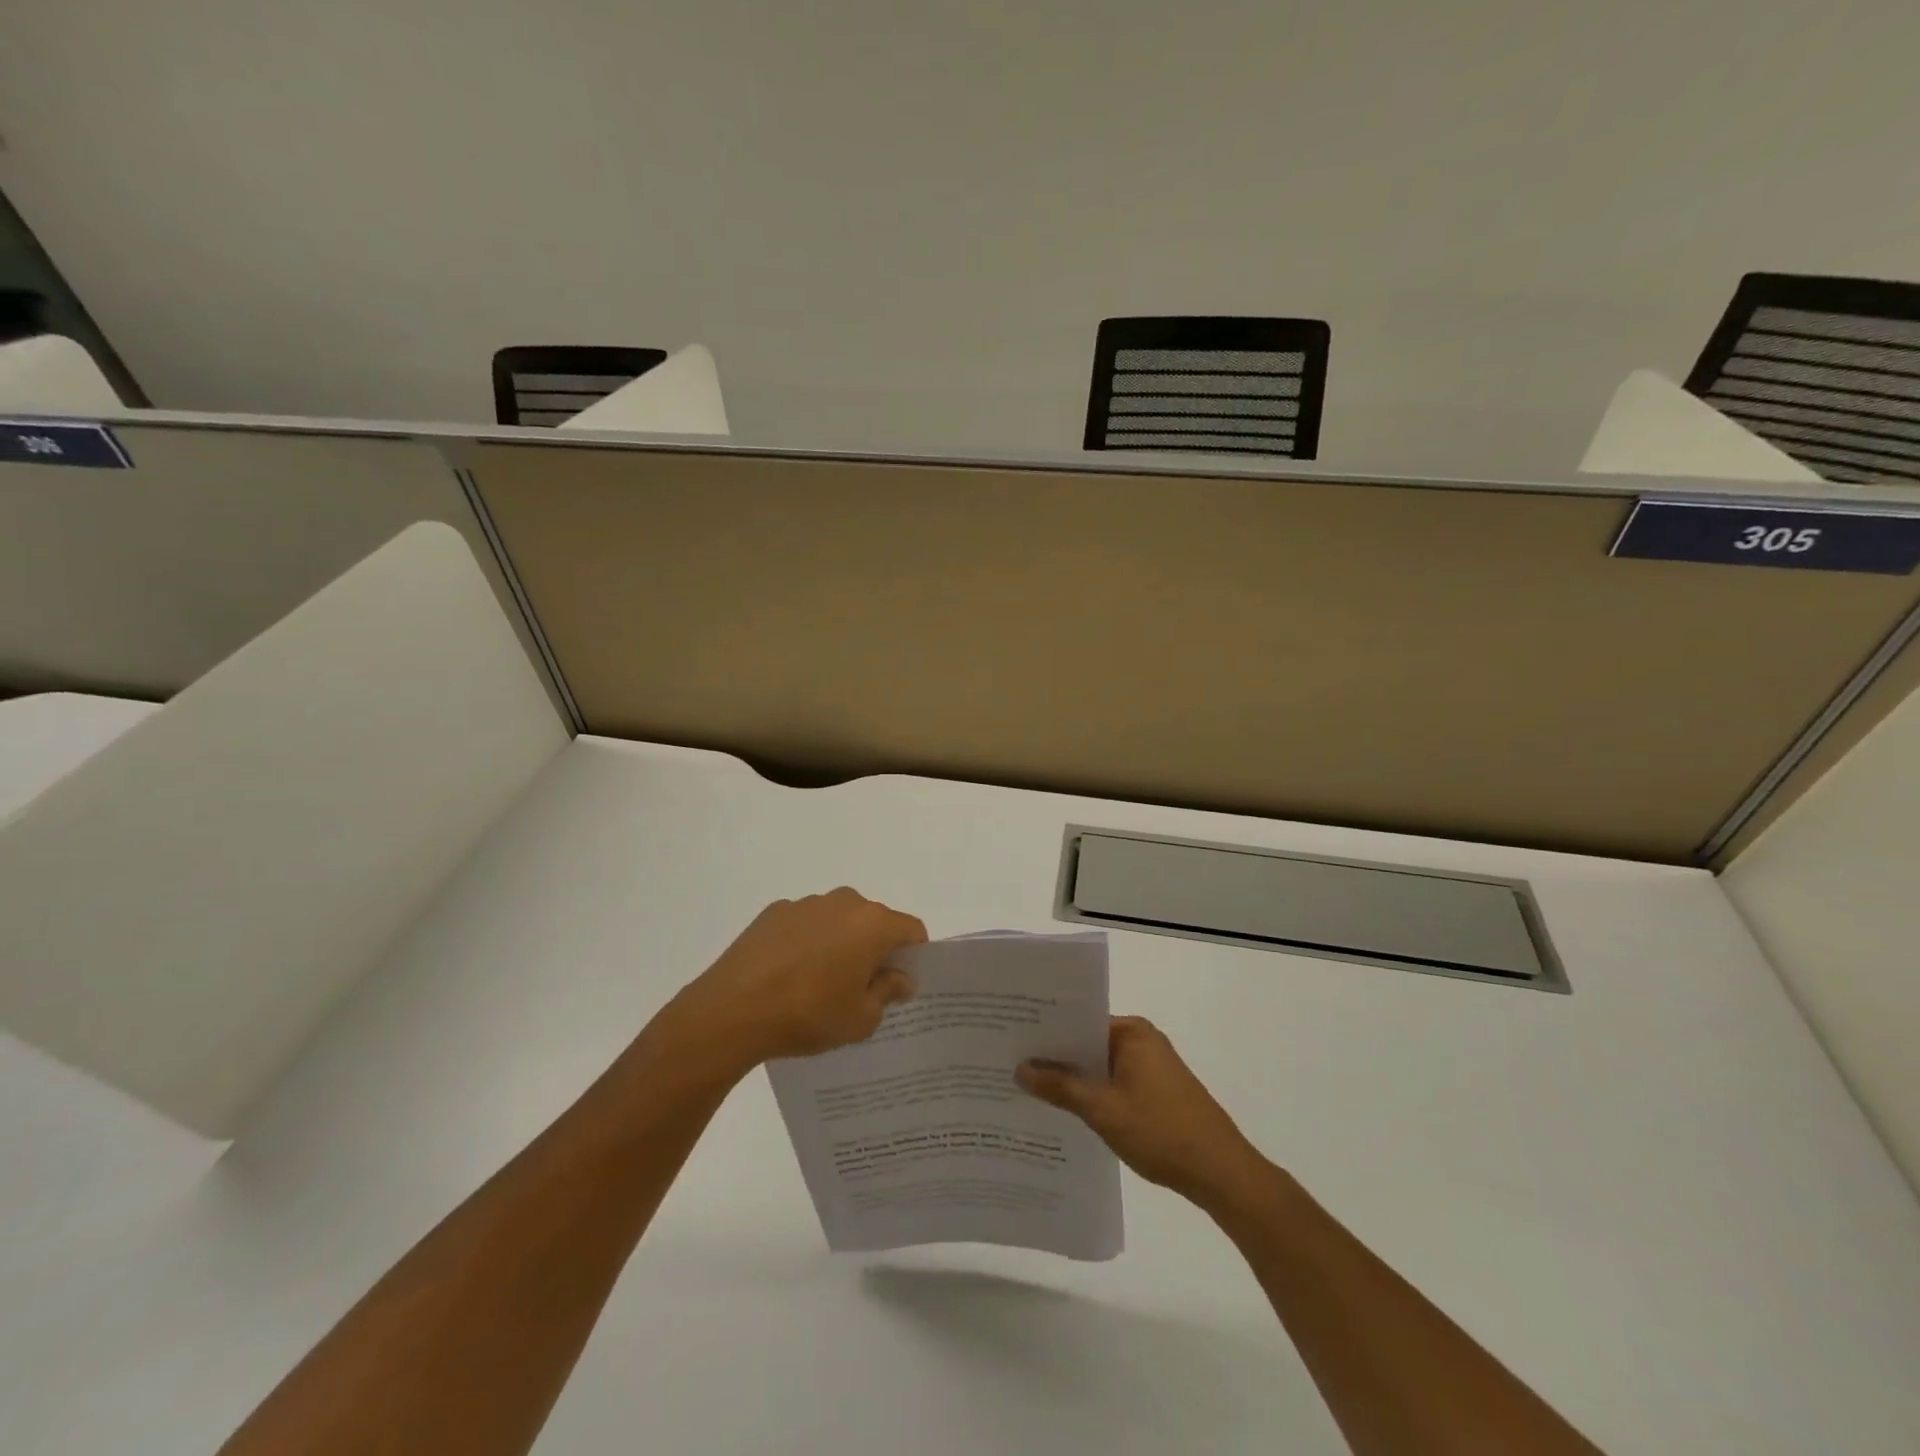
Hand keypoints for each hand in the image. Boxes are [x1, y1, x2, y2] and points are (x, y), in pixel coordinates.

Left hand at [666, 889, 926, 1069]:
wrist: (732, 1011)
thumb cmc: (808, 1015)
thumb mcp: (860, 1019)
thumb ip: (887, 993)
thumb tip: (900, 977)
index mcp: (872, 924)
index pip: (911, 930)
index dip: (913, 956)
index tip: (900, 984)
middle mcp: (843, 902)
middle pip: (874, 922)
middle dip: (874, 949)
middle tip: (861, 988)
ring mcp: (806, 904)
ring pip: (838, 921)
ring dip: (839, 943)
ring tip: (818, 984)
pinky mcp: (773, 912)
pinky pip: (805, 924)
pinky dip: (806, 942)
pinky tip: (788, 975)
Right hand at [1017, 1016, 1265, 1205]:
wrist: (1222, 1173)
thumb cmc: (1161, 1132)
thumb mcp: (1102, 1110)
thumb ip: (1060, 1087)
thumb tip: (1020, 1068)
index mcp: (1131, 1032)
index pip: (1078, 1020)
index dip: (1046, 1032)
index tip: (1012, 1040)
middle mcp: (1142, 1039)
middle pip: (1088, 1042)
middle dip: (1055, 1057)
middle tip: (1010, 1064)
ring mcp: (1151, 1065)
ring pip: (1100, 1065)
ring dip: (1073, 1078)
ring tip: (1029, 1088)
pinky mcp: (1156, 1089)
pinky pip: (1114, 1081)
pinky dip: (1093, 1092)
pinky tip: (1065, 1110)